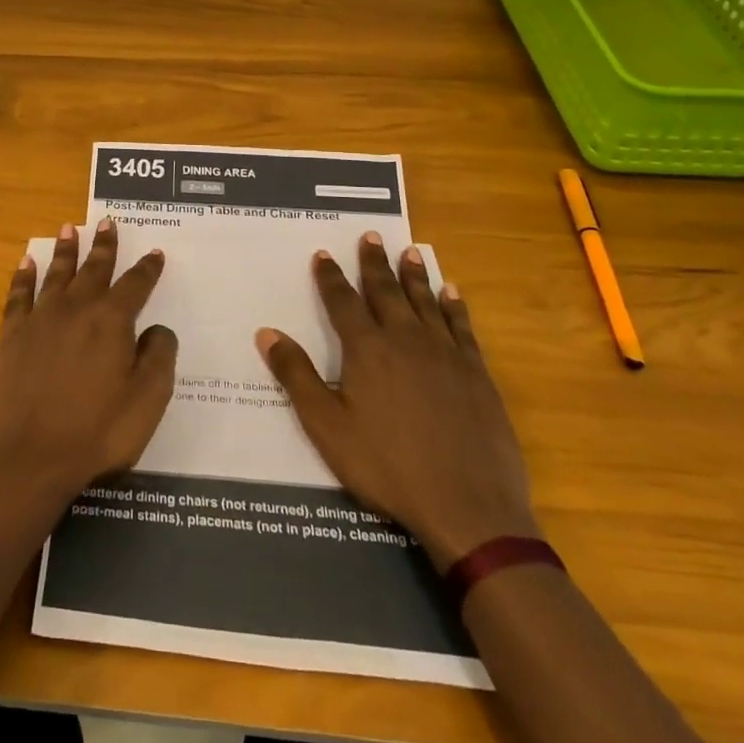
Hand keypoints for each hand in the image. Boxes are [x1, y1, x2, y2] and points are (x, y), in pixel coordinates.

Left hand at [0, 219, 176, 503]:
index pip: (135, 285)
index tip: (155, 253)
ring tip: (69, 228)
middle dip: (103, 246)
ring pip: (56, 274)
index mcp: (112, 322)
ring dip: (65, 250)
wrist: (28, 459)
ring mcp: (40, 320)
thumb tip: (157, 329)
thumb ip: (159, 357)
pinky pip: (18, 296)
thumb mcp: (147, 401)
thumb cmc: (96, 433)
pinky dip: (23, 277)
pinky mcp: (12, 336)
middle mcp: (76, 309)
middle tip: (107, 222)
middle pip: (93, 269)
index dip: (147, 268)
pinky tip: (26, 263)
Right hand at [256, 234, 539, 568]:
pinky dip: (454, 306)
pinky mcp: (477, 374)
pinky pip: (462, 326)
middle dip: (374, 262)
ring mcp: (446, 354)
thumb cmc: (388, 467)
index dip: (330, 276)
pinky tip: (452, 292)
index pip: (343, 301)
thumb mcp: (327, 427)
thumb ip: (297, 376)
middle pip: (386, 291)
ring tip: (410, 252)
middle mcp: (406, 339)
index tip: (324, 253)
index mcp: (367, 350)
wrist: (469, 507)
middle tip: (372, 235)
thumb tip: (267, 332)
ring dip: (415, 275)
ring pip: (426, 301)